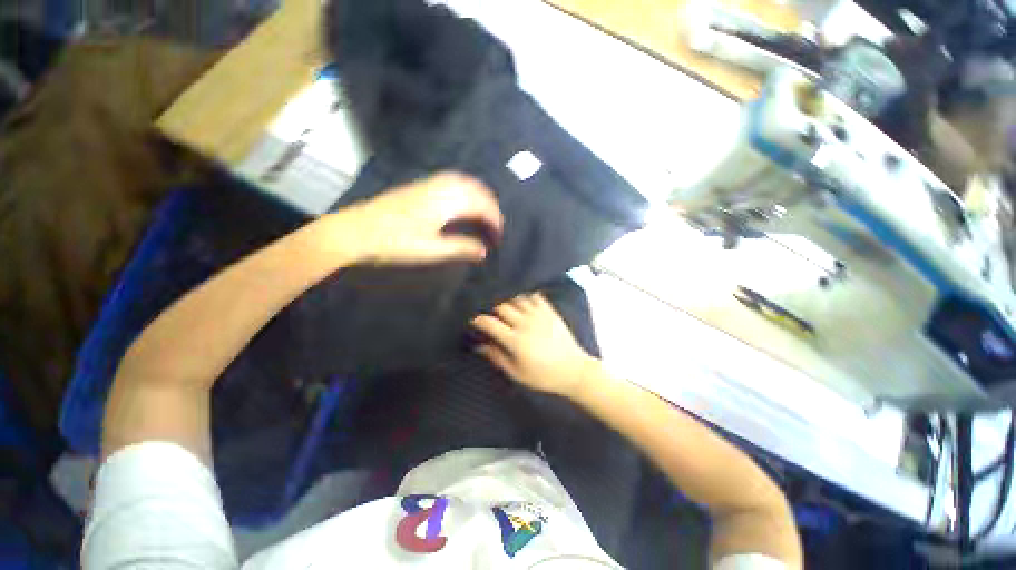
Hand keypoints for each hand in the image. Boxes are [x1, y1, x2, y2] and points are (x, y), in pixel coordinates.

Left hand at [334, 172, 502, 264]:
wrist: (356, 230)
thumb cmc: (395, 243)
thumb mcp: (431, 250)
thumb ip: (461, 248)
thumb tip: (484, 251)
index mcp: (445, 202)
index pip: (480, 205)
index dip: (494, 220)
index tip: (498, 236)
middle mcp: (440, 188)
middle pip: (475, 189)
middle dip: (490, 205)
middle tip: (495, 224)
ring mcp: (428, 184)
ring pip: (463, 181)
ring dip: (478, 194)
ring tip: (484, 211)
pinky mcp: (419, 186)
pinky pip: (451, 181)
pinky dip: (464, 189)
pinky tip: (462, 201)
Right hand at [471, 293, 599, 397]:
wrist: (573, 370)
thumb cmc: (543, 376)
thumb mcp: (517, 373)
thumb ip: (497, 357)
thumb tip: (479, 346)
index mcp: (515, 340)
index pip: (490, 323)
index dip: (478, 319)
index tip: (473, 319)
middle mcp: (525, 323)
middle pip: (502, 306)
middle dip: (492, 307)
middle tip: (488, 311)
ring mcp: (539, 315)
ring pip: (517, 299)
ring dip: (508, 300)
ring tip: (503, 303)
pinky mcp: (550, 312)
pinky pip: (535, 297)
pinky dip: (526, 296)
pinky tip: (522, 299)